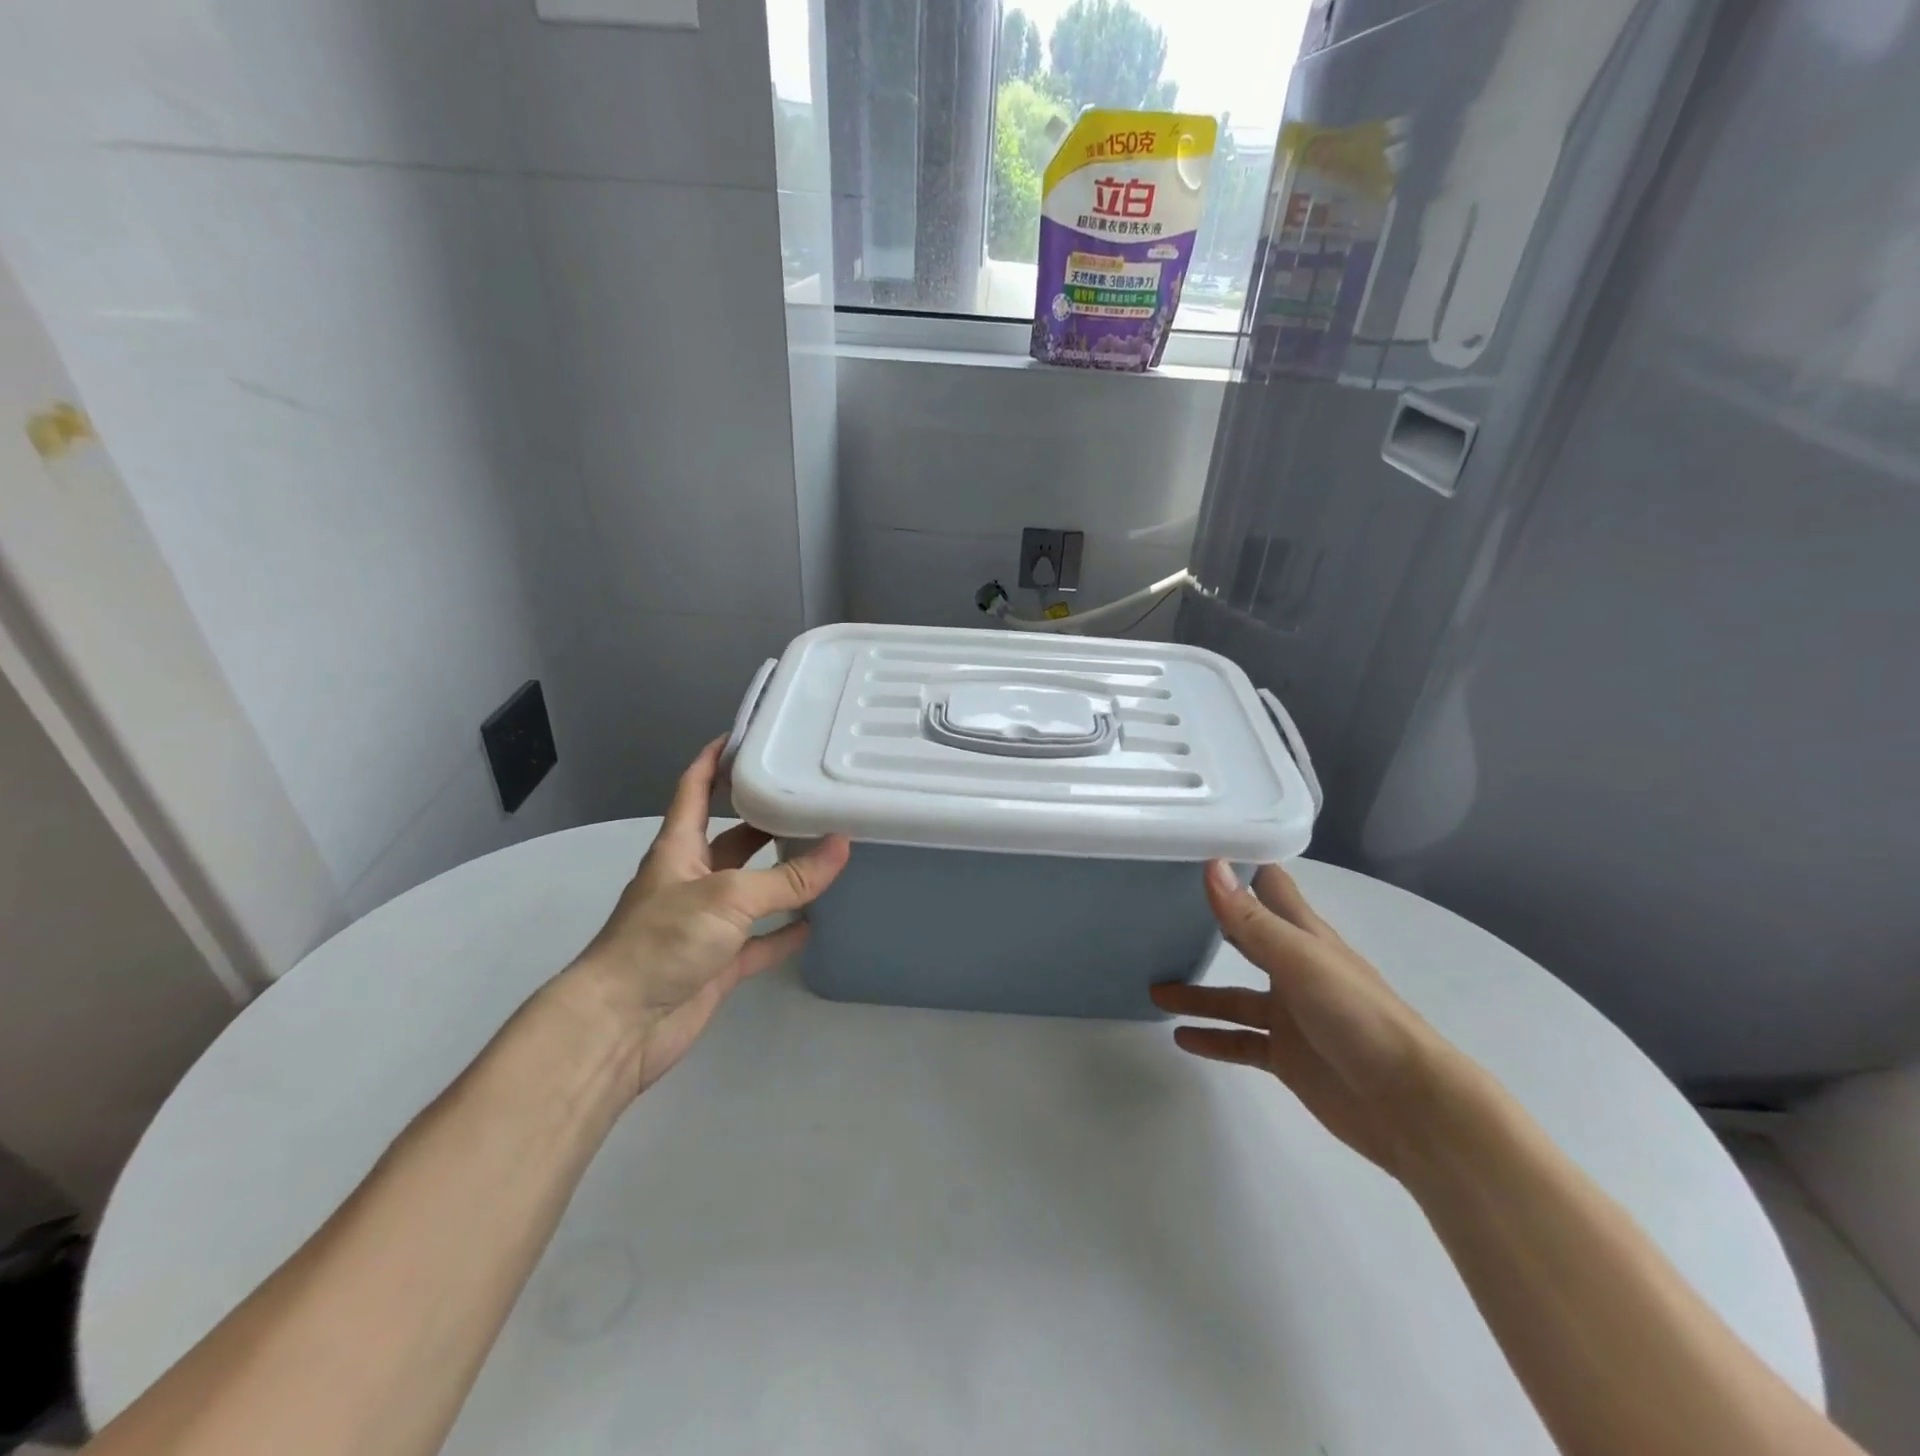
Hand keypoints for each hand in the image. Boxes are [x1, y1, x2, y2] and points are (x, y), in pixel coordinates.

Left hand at [565, 739, 849, 1096]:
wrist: (621, 1025)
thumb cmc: (663, 941)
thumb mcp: (728, 897)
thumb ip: (787, 877)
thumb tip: (842, 845)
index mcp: (679, 848)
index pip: (694, 790)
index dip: (713, 760)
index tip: (745, 735)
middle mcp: (692, 878)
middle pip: (734, 838)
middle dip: (766, 818)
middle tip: (811, 798)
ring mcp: (705, 923)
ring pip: (752, 889)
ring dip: (783, 876)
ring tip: (826, 854)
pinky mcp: (717, 962)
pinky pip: (759, 941)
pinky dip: (784, 932)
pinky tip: (815, 923)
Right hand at [1152, 860, 1452, 1177]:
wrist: (1407, 1104)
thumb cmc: (1357, 1016)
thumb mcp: (1299, 961)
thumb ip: (1251, 920)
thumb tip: (1211, 865)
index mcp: (1303, 935)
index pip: (1268, 885)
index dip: (1238, 863)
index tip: (1193, 844)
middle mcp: (1293, 968)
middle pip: (1245, 936)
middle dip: (1208, 921)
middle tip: (1157, 906)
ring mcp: (1289, 1014)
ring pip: (1233, 994)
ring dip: (1197, 992)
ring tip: (1154, 987)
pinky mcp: (1286, 1055)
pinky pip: (1239, 1041)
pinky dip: (1211, 1038)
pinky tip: (1180, 1038)